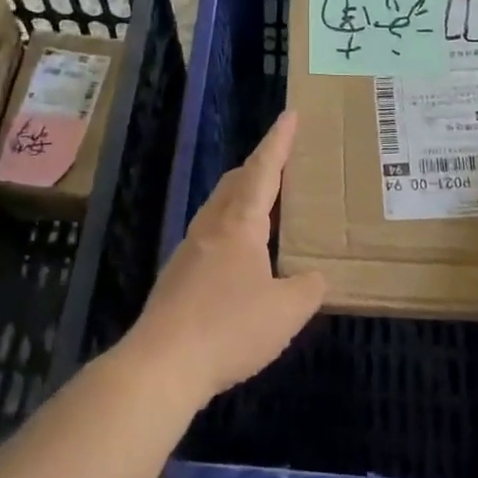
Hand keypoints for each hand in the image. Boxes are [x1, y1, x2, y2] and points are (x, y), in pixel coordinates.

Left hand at [119, 112, 326, 408]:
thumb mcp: (286, 312)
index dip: (278, 142)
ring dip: (242, 198)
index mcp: (239, 224)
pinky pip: (210, 236)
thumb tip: (315, 277)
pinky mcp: (178, 277)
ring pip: (219, 209)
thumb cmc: (229, 328)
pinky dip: (231, 229)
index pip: (263, 170)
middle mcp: (211, 228)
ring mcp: (189, 251)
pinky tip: (241, 257)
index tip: (290, 114)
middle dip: (259, 166)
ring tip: (266, 208)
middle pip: (234, 183)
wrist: (162, 363)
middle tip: (283, 162)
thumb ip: (308, 288)